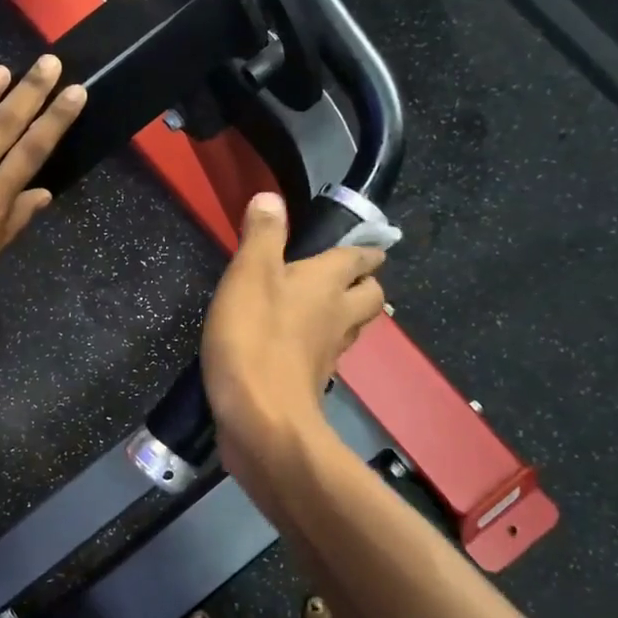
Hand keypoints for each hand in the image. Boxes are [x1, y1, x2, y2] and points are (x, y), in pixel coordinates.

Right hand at [200, 192, 387, 470]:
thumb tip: (272, 197)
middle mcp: (338, 316)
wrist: (260, 419)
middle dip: (363, 283)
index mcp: (327, 283)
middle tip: (342, 276)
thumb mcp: (248, 275)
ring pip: (351, 327)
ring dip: (343, 314)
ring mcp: (328, 354)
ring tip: (320, 307)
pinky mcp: (310, 382)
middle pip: (369, 296)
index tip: (367, 243)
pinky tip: (294, 345)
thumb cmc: (254, 338)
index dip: (365, 248)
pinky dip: (317, 345)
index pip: (360, 258)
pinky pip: (325, 355)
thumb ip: (262, 235)